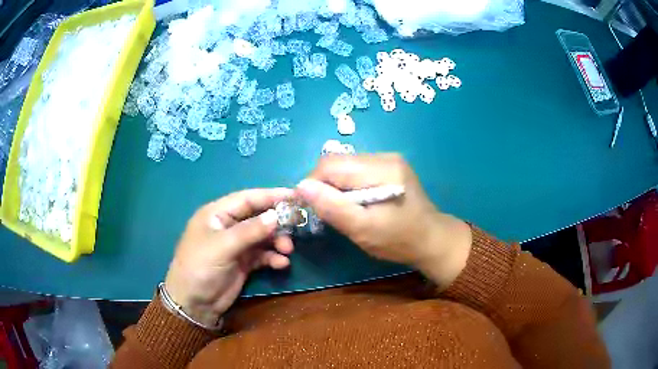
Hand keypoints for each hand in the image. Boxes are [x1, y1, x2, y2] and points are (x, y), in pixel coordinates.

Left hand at [164, 188, 293, 326]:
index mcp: (217, 214)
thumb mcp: (222, 247)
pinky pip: (262, 255)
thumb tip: (276, 215)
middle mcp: (228, 226)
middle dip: (277, 222)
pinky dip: (273, 257)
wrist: (194, 304)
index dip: (270, 195)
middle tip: (297, 226)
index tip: (294, 196)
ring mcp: (236, 246)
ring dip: (277, 241)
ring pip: (263, 236)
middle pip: (258, 217)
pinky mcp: (243, 263)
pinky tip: (281, 264)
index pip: (247, 199)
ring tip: (287, 250)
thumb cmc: (200, 267)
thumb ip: (249, 231)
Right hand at [296, 154, 471, 288]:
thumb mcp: (363, 229)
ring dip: (335, 184)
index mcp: (380, 170)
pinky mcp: (389, 166)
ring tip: (343, 207)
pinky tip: (356, 200)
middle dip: (324, 184)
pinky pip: (357, 169)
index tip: (311, 208)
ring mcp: (388, 159)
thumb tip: (301, 186)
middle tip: (328, 210)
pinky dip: (348, 183)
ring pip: (345, 164)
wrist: (432, 239)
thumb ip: (332, 207)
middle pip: (337, 161)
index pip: (330, 165)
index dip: (313, 184)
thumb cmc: (398, 240)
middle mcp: (384, 156)